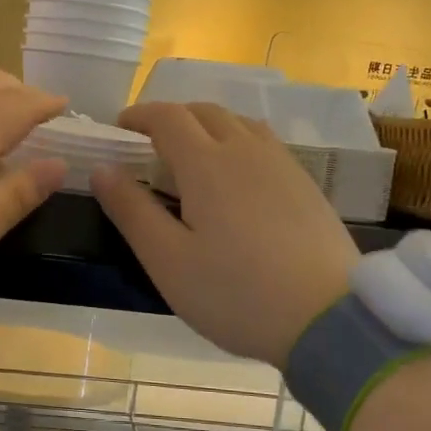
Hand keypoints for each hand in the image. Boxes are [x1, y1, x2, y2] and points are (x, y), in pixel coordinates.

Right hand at [91, 102, 359, 366]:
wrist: (328, 319)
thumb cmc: (236, 294)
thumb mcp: (167, 260)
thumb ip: (131, 210)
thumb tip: (102, 169)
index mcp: (206, 164)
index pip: (167, 117)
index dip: (139, 115)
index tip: (119, 127)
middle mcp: (245, 150)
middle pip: (204, 111)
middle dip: (171, 117)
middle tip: (150, 142)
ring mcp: (282, 164)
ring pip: (238, 122)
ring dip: (206, 125)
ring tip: (192, 155)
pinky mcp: (306, 183)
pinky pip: (263, 143)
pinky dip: (237, 141)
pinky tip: (236, 177)